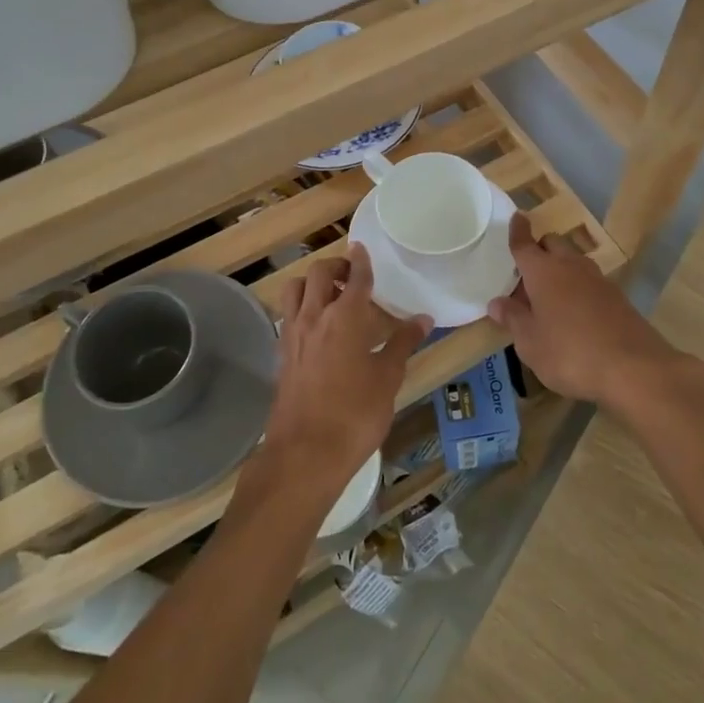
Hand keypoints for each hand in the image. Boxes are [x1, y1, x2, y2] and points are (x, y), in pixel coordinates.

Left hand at [258, 247, 429, 507]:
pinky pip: (288, 315)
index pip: (356, 278)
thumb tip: (422, 319)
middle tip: (353, 275)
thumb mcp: (387, 378)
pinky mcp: (282, 354)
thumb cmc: (355, 415)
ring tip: (331, 295)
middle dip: (336, 266)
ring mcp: (293, 334)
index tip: (362, 248)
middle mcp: (314, 316)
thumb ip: (403, 343)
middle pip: (319, 274)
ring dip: (312, 283)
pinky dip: (301, 307)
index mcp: (344, 317)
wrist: (305, 453)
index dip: (361, 261)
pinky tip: (316, 326)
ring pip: (295, 289)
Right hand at [489, 214, 684, 409]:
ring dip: (559, 268)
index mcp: (543, 271)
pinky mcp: (617, 297)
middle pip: (552, 244)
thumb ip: (513, 318)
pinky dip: (577, 287)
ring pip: (573, 261)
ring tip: (548, 296)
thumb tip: (497, 302)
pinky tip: (574, 313)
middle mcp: (570, 266)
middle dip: (539, 249)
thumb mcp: (530, 342)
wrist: (633, 369)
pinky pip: (589, 281)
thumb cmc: (569, 353)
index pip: (525, 244)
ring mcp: (598, 280)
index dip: (518, 230)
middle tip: (526, 273)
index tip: (517, 216)